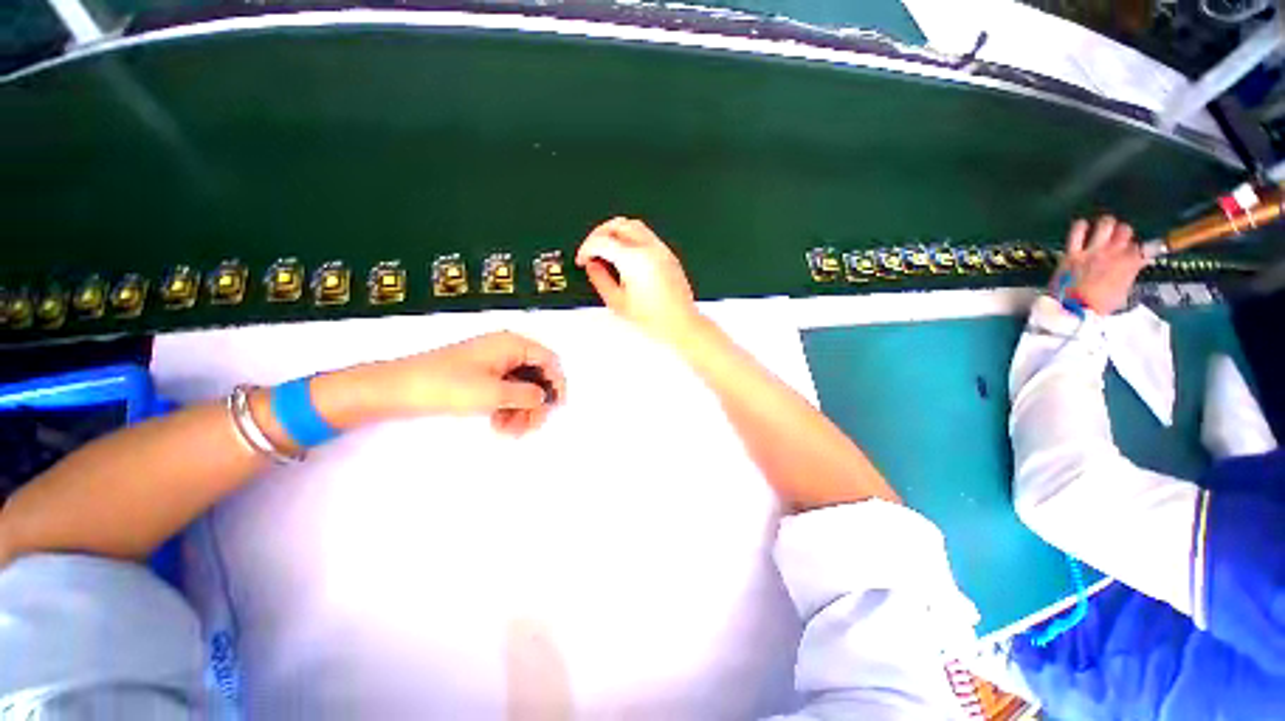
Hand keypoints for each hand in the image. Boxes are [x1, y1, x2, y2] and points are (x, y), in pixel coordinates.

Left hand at [322, 332, 565, 436]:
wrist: (397, 389)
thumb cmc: (448, 386)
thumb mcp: (493, 393)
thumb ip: (527, 395)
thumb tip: (544, 397)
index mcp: (512, 345)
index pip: (549, 360)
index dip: (556, 383)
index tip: (556, 407)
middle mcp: (506, 350)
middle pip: (536, 376)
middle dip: (535, 403)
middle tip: (530, 427)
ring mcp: (493, 362)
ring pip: (521, 386)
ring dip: (521, 409)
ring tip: (510, 431)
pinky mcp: (481, 375)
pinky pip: (505, 390)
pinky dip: (507, 408)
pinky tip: (498, 425)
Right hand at [576, 217, 702, 344]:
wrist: (681, 324)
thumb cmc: (655, 319)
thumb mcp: (618, 303)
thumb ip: (600, 280)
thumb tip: (592, 266)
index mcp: (634, 260)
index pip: (602, 241)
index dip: (586, 248)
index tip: (582, 259)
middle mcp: (649, 250)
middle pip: (618, 224)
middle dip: (599, 234)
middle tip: (591, 250)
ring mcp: (661, 250)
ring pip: (634, 225)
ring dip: (616, 233)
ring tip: (607, 251)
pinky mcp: (669, 256)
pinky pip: (647, 236)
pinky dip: (631, 239)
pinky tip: (625, 257)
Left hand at [1053, 215, 1145, 315]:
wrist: (1071, 310)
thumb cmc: (1099, 305)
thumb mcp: (1123, 291)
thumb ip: (1128, 274)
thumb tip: (1133, 265)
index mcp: (1129, 265)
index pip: (1148, 246)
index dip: (1148, 246)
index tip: (1145, 248)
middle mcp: (1113, 254)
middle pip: (1125, 230)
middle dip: (1123, 232)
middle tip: (1118, 239)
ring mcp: (1092, 252)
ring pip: (1105, 225)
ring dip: (1106, 225)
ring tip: (1104, 229)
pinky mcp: (1072, 254)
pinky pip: (1077, 232)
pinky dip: (1081, 226)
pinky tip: (1083, 227)